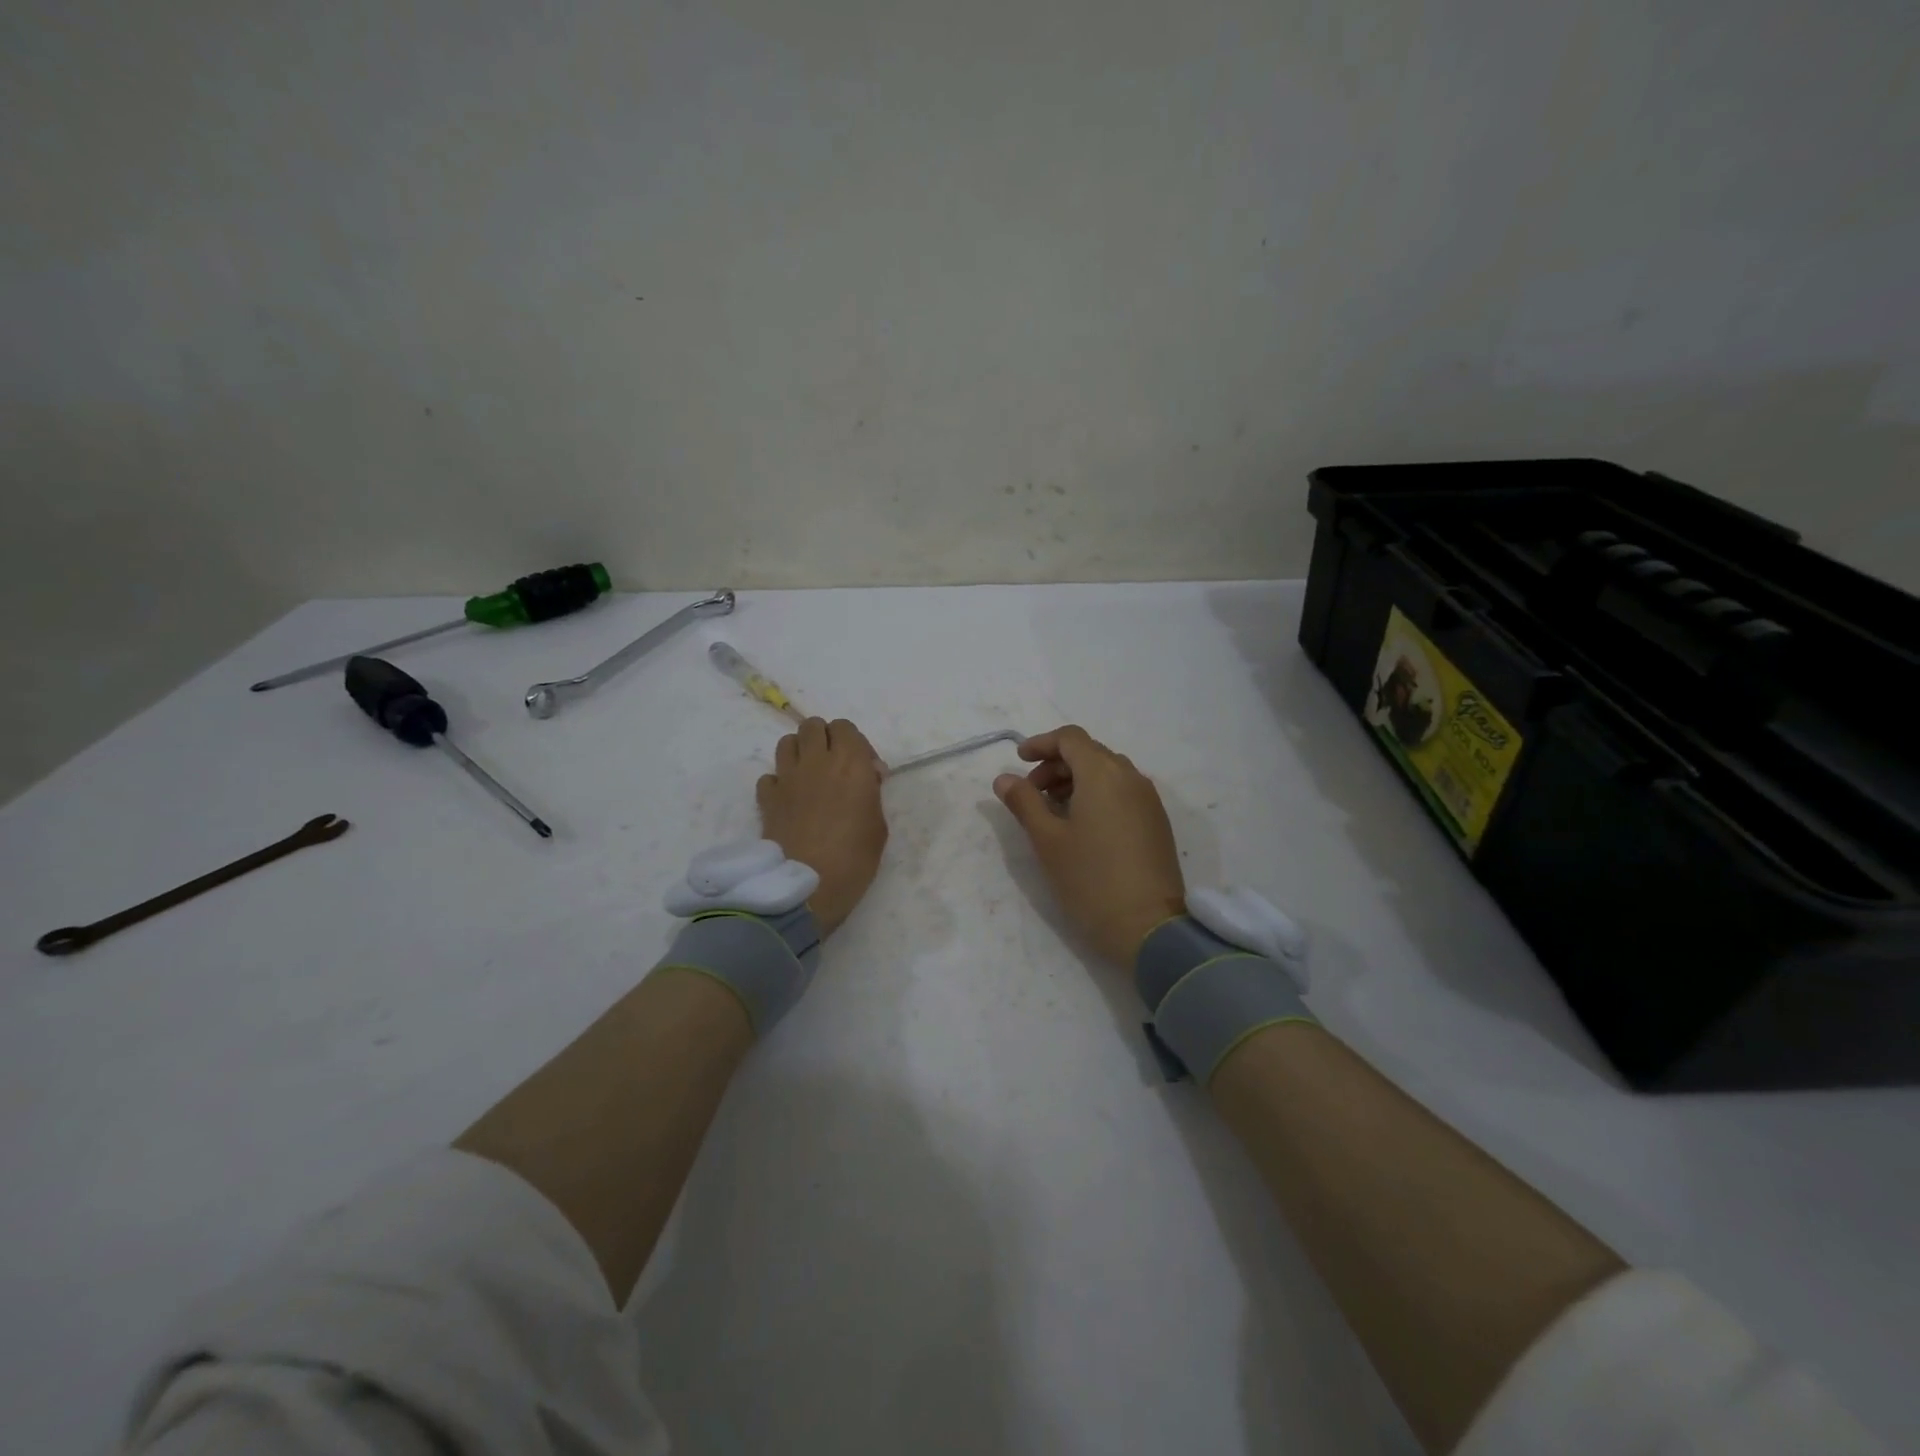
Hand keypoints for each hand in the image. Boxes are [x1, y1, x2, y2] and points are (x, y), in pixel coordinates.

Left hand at [758, 717, 887, 935]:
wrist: (808, 886)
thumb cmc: (855, 858)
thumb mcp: (879, 824)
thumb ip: (870, 793)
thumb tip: (864, 779)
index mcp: (850, 763)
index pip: (846, 728)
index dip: (855, 744)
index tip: (865, 770)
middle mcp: (816, 761)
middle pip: (813, 726)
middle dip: (825, 739)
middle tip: (835, 766)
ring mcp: (787, 778)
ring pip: (787, 742)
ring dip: (800, 752)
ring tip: (810, 777)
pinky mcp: (766, 798)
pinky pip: (770, 776)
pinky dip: (779, 782)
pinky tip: (789, 801)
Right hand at [993, 725, 1186, 967]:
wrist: (1149, 927)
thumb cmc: (1090, 879)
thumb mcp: (1047, 840)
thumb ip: (1024, 802)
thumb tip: (1004, 779)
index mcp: (1103, 774)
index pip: (1070, 738)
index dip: (1041, 743)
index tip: (1019, 761)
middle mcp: (1130, 777)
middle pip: (1090, 753)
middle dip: (1056, 764)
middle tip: (1031, 792)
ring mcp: (1148, 800)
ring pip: (1108, 772)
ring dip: (1077, 780)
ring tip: (1053, 810)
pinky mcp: (1157, 822)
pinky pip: (1123, 792)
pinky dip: (1098, 795)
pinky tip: (1082, 825)